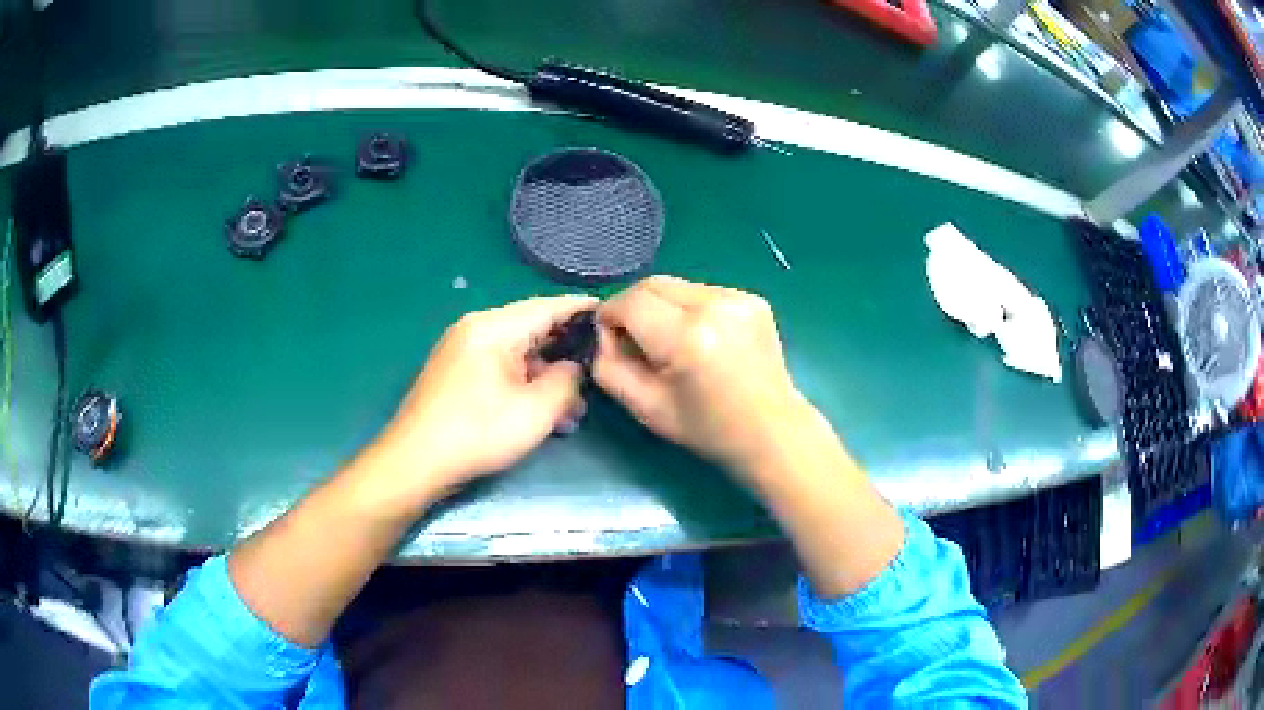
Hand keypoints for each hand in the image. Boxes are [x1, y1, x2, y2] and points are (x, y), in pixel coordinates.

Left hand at [367, 295, 595, 502]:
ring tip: (574, 407)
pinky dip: (525, 383)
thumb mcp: (536, 411)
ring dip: (547, 375)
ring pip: (518, 352)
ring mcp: (463, 350)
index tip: (611, 315)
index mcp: (493, 327)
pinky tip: (543, 411)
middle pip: (532, 328)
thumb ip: (566, 380)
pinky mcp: (457, 373)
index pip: (547, 307)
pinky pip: (500, 367)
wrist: (416, 462)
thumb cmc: (477, 433)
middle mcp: (476, 329)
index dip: (581, 309)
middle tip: (598, 370)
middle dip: (567, 351)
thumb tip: (574, 366)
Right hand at [595, 277, 903, 596]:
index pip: (630, 303)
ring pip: (676, 286)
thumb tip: (602, 334)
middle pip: (652, 284)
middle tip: (631, 338)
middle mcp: (715, 306)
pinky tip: (699, 339)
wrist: (773, 431)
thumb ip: (610, 366)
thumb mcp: (646, 408)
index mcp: (687, 338)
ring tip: (668, 341)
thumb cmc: (708, 429)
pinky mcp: (752, 299)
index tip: (607, 337)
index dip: (609, 316)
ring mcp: (738, 298)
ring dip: (661, 307)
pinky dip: (688, 309)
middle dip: (632, 306)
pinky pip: (702, 292)